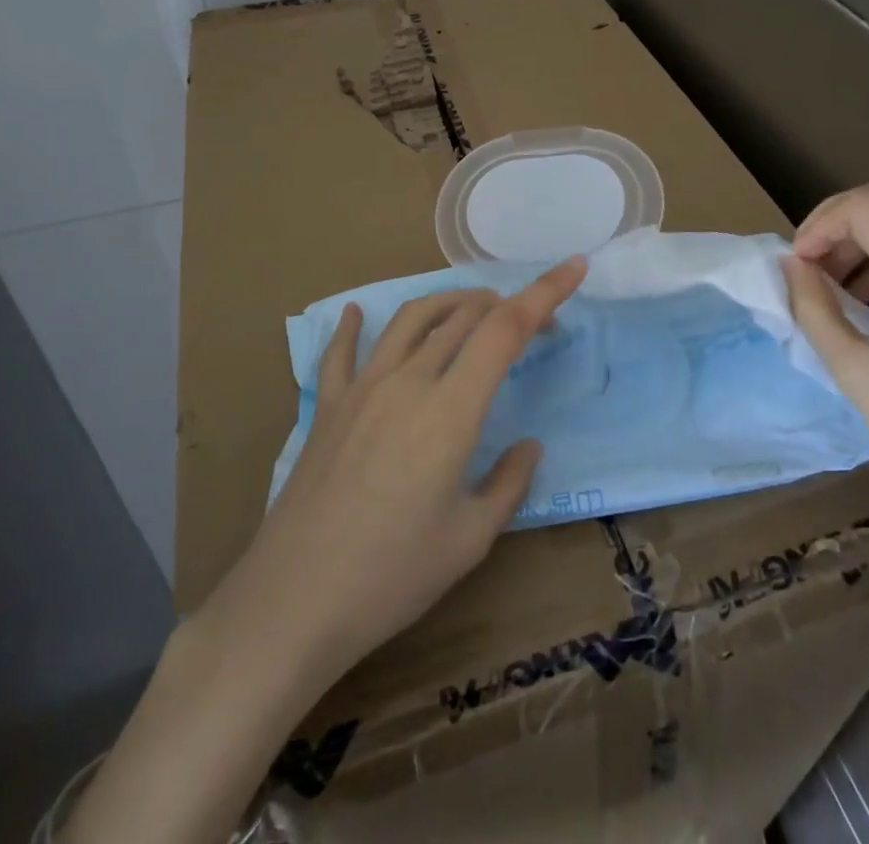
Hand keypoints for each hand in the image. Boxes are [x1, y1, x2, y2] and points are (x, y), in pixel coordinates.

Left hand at [233, 257, 586, 684]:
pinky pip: (341, 352)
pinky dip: (352, 326)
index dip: (543, 293)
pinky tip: (353, 313)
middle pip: (463, 317)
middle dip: (506, 305)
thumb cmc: (393, 576)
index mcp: (451, 410)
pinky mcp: (329, 406)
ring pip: (411, 319)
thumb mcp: (470, 538)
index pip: (505, 330)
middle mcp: (408, 382)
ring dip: (449, 302)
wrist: (295, 600)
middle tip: (533, 320)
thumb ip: (508, 483)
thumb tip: (529, 445)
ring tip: (473, 307)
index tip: (574, 267)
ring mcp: (363, 388)